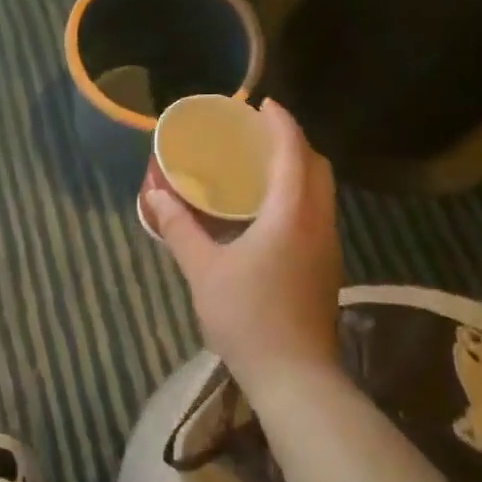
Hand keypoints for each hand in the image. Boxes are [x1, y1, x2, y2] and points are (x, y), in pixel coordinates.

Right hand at [145, 99, 342, 392]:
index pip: (294, 153)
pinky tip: (268, 211)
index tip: (263, 104)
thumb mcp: (203, 269)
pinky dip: (298, 195)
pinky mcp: (325, 267)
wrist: (295, 377)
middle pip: (318, 168)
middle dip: (294, 143)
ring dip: (299, 170)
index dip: (282, 124)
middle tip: (259, 135)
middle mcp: (318, 223)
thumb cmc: (247, 317)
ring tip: (262, 167)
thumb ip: (178, 227)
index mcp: (291, 215)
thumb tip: (154, 194)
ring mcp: (327, 247)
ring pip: (322, 192)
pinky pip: (316, 213)